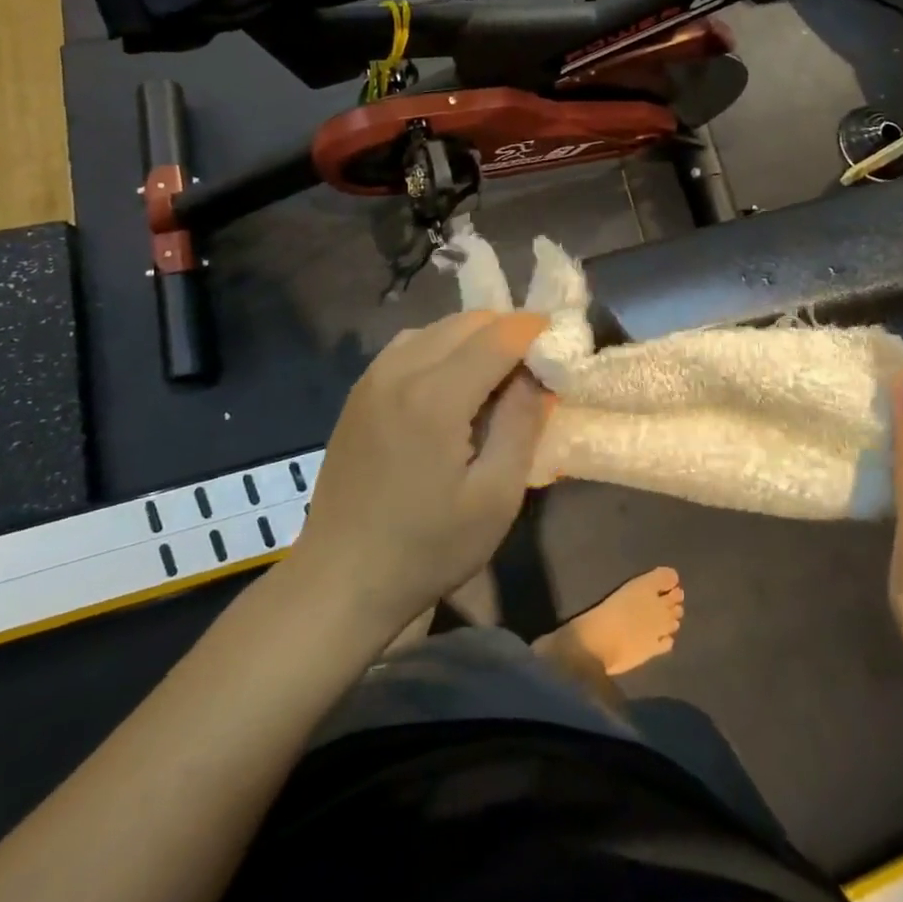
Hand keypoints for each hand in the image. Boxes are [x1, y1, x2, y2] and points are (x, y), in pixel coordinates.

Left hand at [290, 311, 550, 633]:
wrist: (340, 579)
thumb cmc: (427, 548)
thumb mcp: (495, 497)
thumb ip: (522, 423)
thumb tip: (539, 375)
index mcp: (435, 396)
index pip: (498, 335)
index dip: (535, 330)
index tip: (562, 340)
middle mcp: (400, 370)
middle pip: (468, 322)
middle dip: (508, 332)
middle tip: (534, 365)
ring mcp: (373, 377)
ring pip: (438, 327)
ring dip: (474, 337)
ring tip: (496, 375)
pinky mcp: (359, 390)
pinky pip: (410, 344)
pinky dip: (442, 346)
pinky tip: (451, 382)